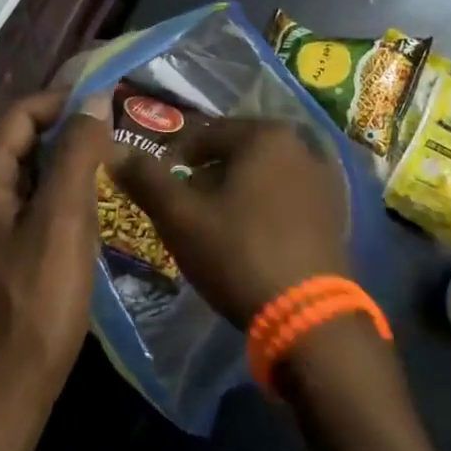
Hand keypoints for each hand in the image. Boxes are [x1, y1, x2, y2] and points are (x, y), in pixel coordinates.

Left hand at [0, 90, 113, 411]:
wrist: (0, 396)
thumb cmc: (35, 304)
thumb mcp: (63, 221)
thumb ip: (76, 154)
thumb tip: (95, 99)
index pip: (20, 113)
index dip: (65, 103)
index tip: (111, 107)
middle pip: (19, 141)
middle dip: (68, 135)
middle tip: (116, 140)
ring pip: (24, 175)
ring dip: (64, 168)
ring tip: (110, 172)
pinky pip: (23, 206)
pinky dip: (54, 199)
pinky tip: (87, 214)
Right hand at [113, 119, 348, 327]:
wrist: (309, 317)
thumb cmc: (239, 254)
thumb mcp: (181, 217)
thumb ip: (147, 179)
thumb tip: (115, 151)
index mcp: (265, 135)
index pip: (204, 133)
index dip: (174, 158)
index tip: (158, 187)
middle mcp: (301, 145)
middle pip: (236, 152)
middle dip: (206, 175)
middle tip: (184, 209)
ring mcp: (324, 179)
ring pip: (262, 175)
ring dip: (235, 192)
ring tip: (214, 226)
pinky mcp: (335, 212)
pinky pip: (286, 198)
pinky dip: (263, 208)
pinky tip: (250, 239)